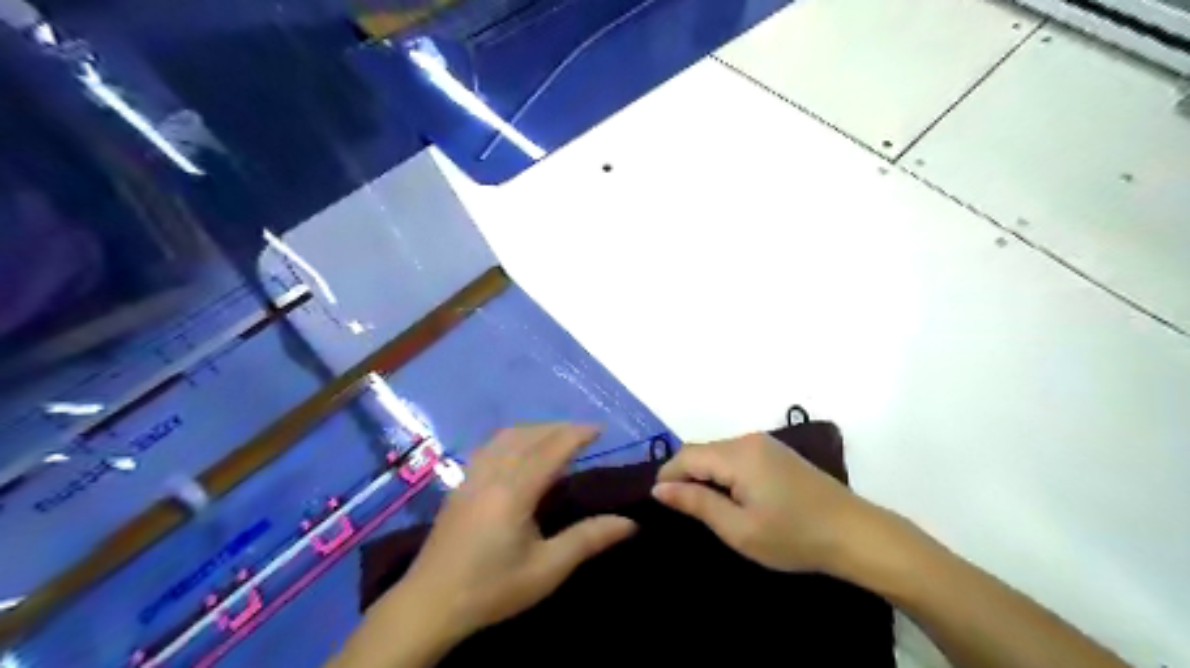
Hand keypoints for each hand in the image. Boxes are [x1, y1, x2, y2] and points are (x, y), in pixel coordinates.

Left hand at [401, 425, 641, 637]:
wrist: (429, 603)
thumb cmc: (492, 587)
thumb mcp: (546, 569)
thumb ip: (588, 539)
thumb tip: (630, 522)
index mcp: (515, 490)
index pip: (552, 448)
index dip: (578, 434)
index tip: (601, 429)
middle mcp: (492, 473)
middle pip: (529, 435)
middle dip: (560, 427)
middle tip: (585, 433)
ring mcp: (472, 475)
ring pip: (507, 436)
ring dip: (535, 428)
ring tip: (557, 436)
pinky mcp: (460, 483)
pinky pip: (490, 445)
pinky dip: (513, 437)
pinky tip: (518, 450)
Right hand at [650, 433, 880, 574]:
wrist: (855, 533)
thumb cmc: (794, 536)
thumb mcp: (739, 528)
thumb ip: (697, 503)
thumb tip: (660, 488)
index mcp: (737, 455)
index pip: (686, 456)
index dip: (668, 476)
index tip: (659, 503)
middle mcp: (747, 440)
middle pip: (701, 450)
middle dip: (685, 475)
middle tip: (682, 510)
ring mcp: (764, 443)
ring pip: (717, 452)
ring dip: (704, 473)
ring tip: (704, 506)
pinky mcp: (776, 452)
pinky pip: (735, 455)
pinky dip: (723, 472)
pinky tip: (730, 496)